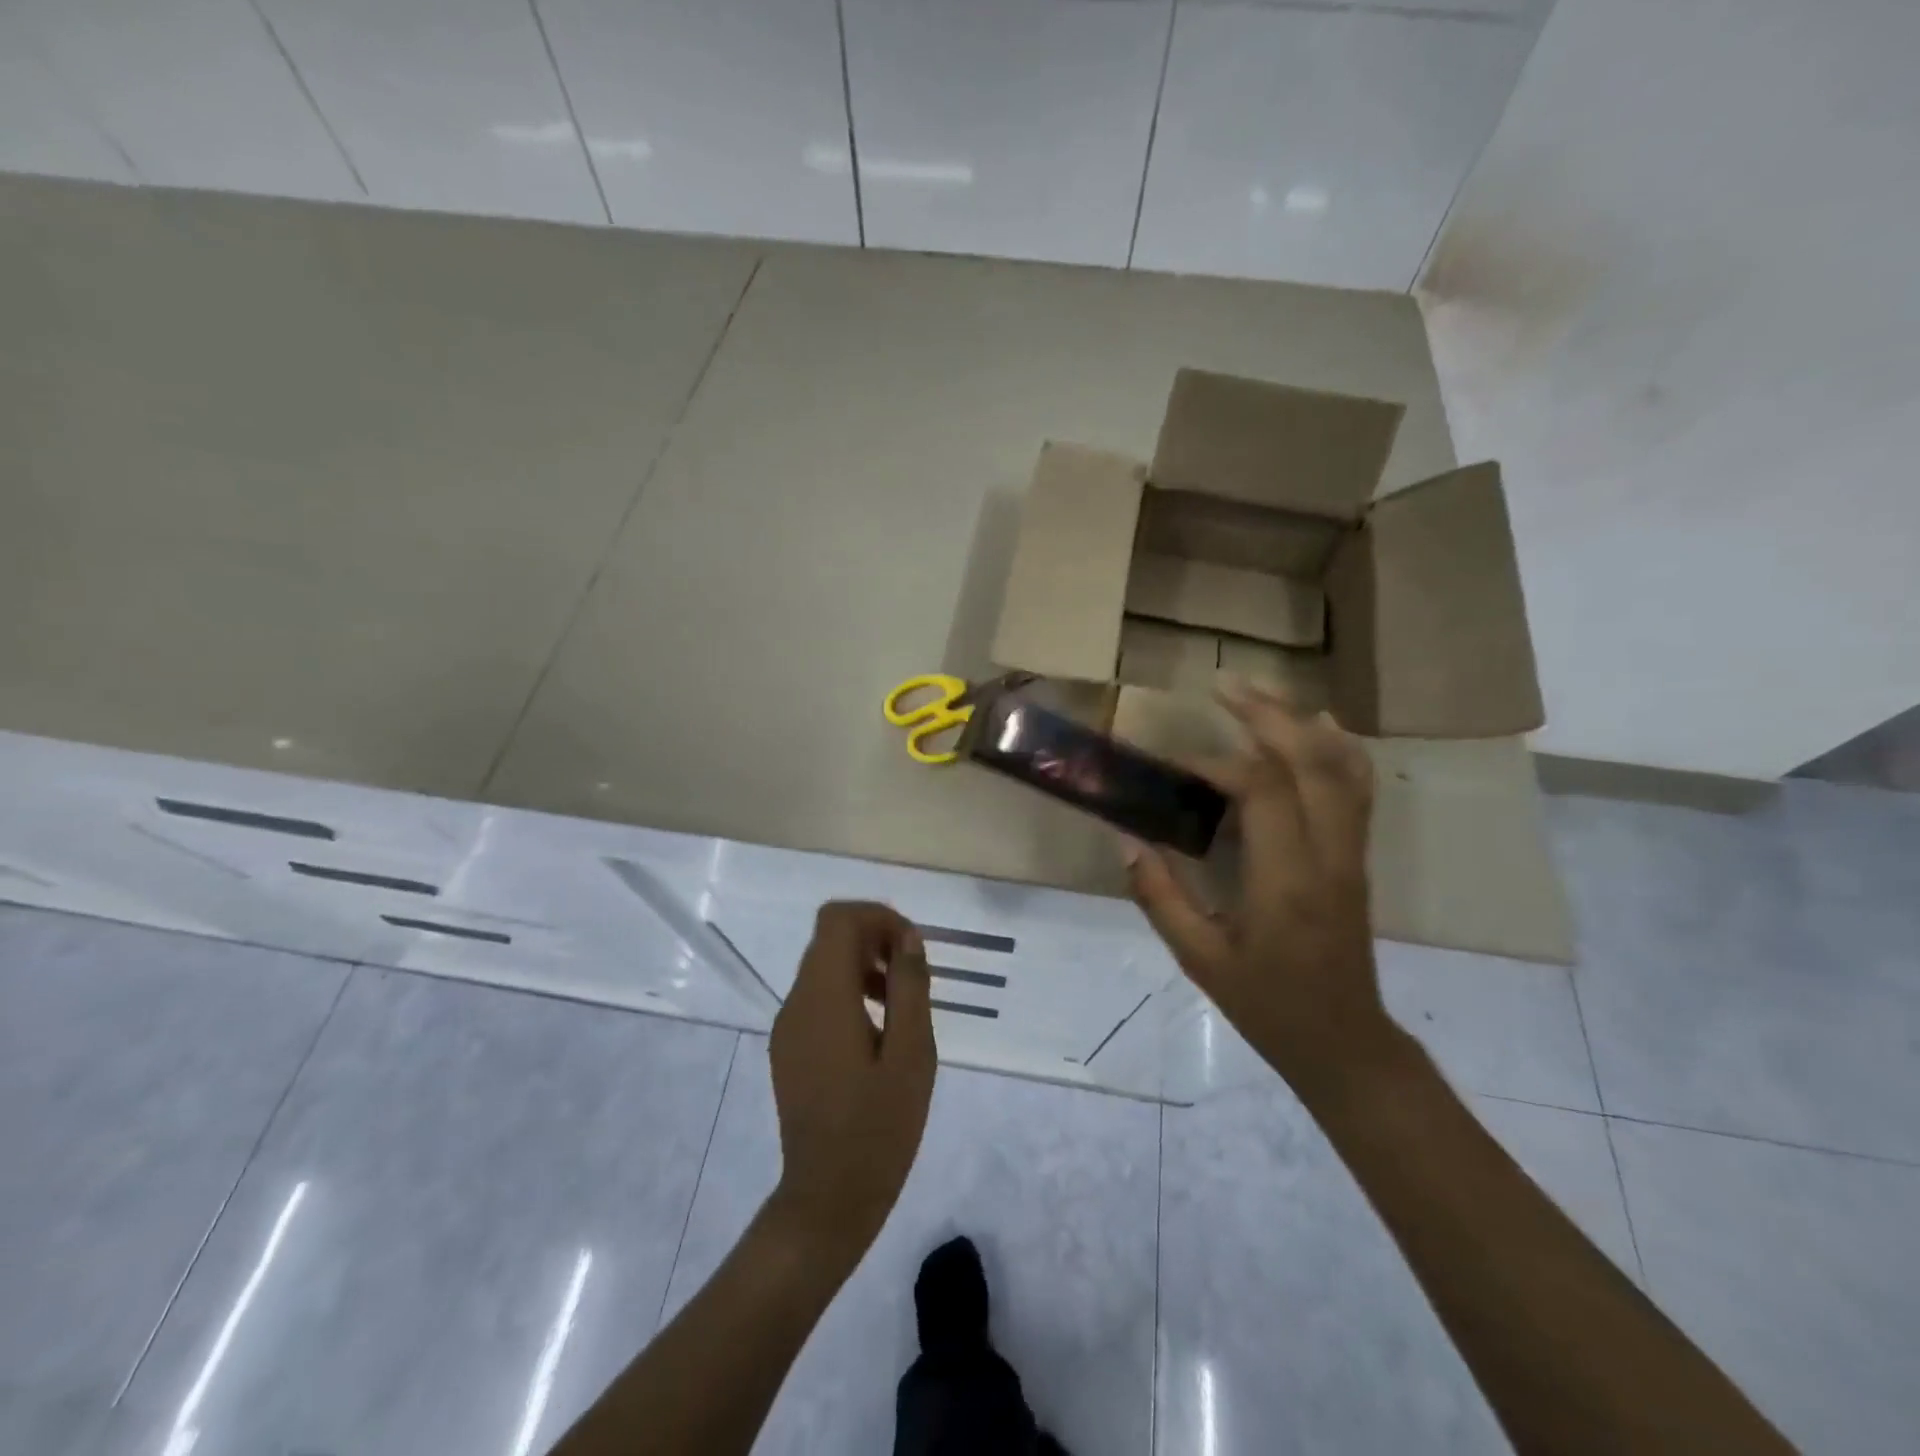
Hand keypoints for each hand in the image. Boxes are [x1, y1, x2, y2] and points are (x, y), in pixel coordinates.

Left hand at [764, 902, 935, 1266]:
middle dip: (875, 940)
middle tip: (914, 976)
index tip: (912, 949)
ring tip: (902, 1005)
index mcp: (823, 998)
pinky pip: (818, 997)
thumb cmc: (878, 1128)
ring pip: (824, 966)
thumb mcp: (912, 1054)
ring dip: (865, 966)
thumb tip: (907, 939)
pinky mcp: (789, 1048)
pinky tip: (879, 1032)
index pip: (838, 919)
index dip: (879, 918)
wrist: (827, 1200)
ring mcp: (788, 1026)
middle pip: (830, 938)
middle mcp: (797, 1002)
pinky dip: (849, 992)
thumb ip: (909, 987)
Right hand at [1125, 682, 1391, 1088]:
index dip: (1216, 764)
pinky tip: (1320, 726)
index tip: (1175, 761)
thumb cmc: (1267, 1004)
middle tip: (1224, 685)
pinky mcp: (1357, 857)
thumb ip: (1161, 897)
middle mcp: (1327, 856)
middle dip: (1267, 715)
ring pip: (1341, 768)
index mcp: (1286, 882)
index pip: (1261, 792)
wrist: (1343, 1040)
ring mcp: (1350, 853)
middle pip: (1310, 763)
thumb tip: (1128, 840)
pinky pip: (1357, 790)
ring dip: (1302, 722)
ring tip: (1262, 694)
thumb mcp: (1200, 959)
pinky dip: (1339, 749)